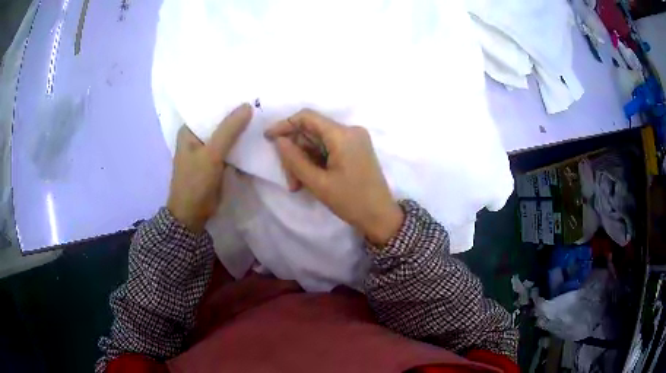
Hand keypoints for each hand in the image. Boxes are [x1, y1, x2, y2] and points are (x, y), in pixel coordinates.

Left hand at [167, 104, 252, 232]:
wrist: (193, 214)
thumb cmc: (195, 181)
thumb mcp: (211, 154)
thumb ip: (229, 130)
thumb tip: (248, 105)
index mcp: (189, 130)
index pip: (209, 108)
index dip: (226, 101)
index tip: (247, 92)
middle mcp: (197, 137)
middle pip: (219, 121)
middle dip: (236, 115)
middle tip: (260, 103)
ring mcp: (207, 150)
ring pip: (226, 135)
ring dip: (240, 130)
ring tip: (262, 116)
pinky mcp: (216, 162)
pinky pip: (230, 148)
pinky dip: (240, 144)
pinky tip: (256, 137)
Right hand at [265, 109, 403, 244]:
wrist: (381, 217)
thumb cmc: (351, 201)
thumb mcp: (318, 183)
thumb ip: (295, 159)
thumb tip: (279, 141)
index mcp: (343, 135)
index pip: (307, 117)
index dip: (285, 124)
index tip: (268, 138)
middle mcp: (350, 131)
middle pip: (312, 132)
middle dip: (296, 153)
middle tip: (289, 180)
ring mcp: (355, 140)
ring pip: (319, 142)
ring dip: (305, 161)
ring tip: (298, 185)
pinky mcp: (356, 149)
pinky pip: (329, 148)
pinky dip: (316, 162)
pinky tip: (310, 180)